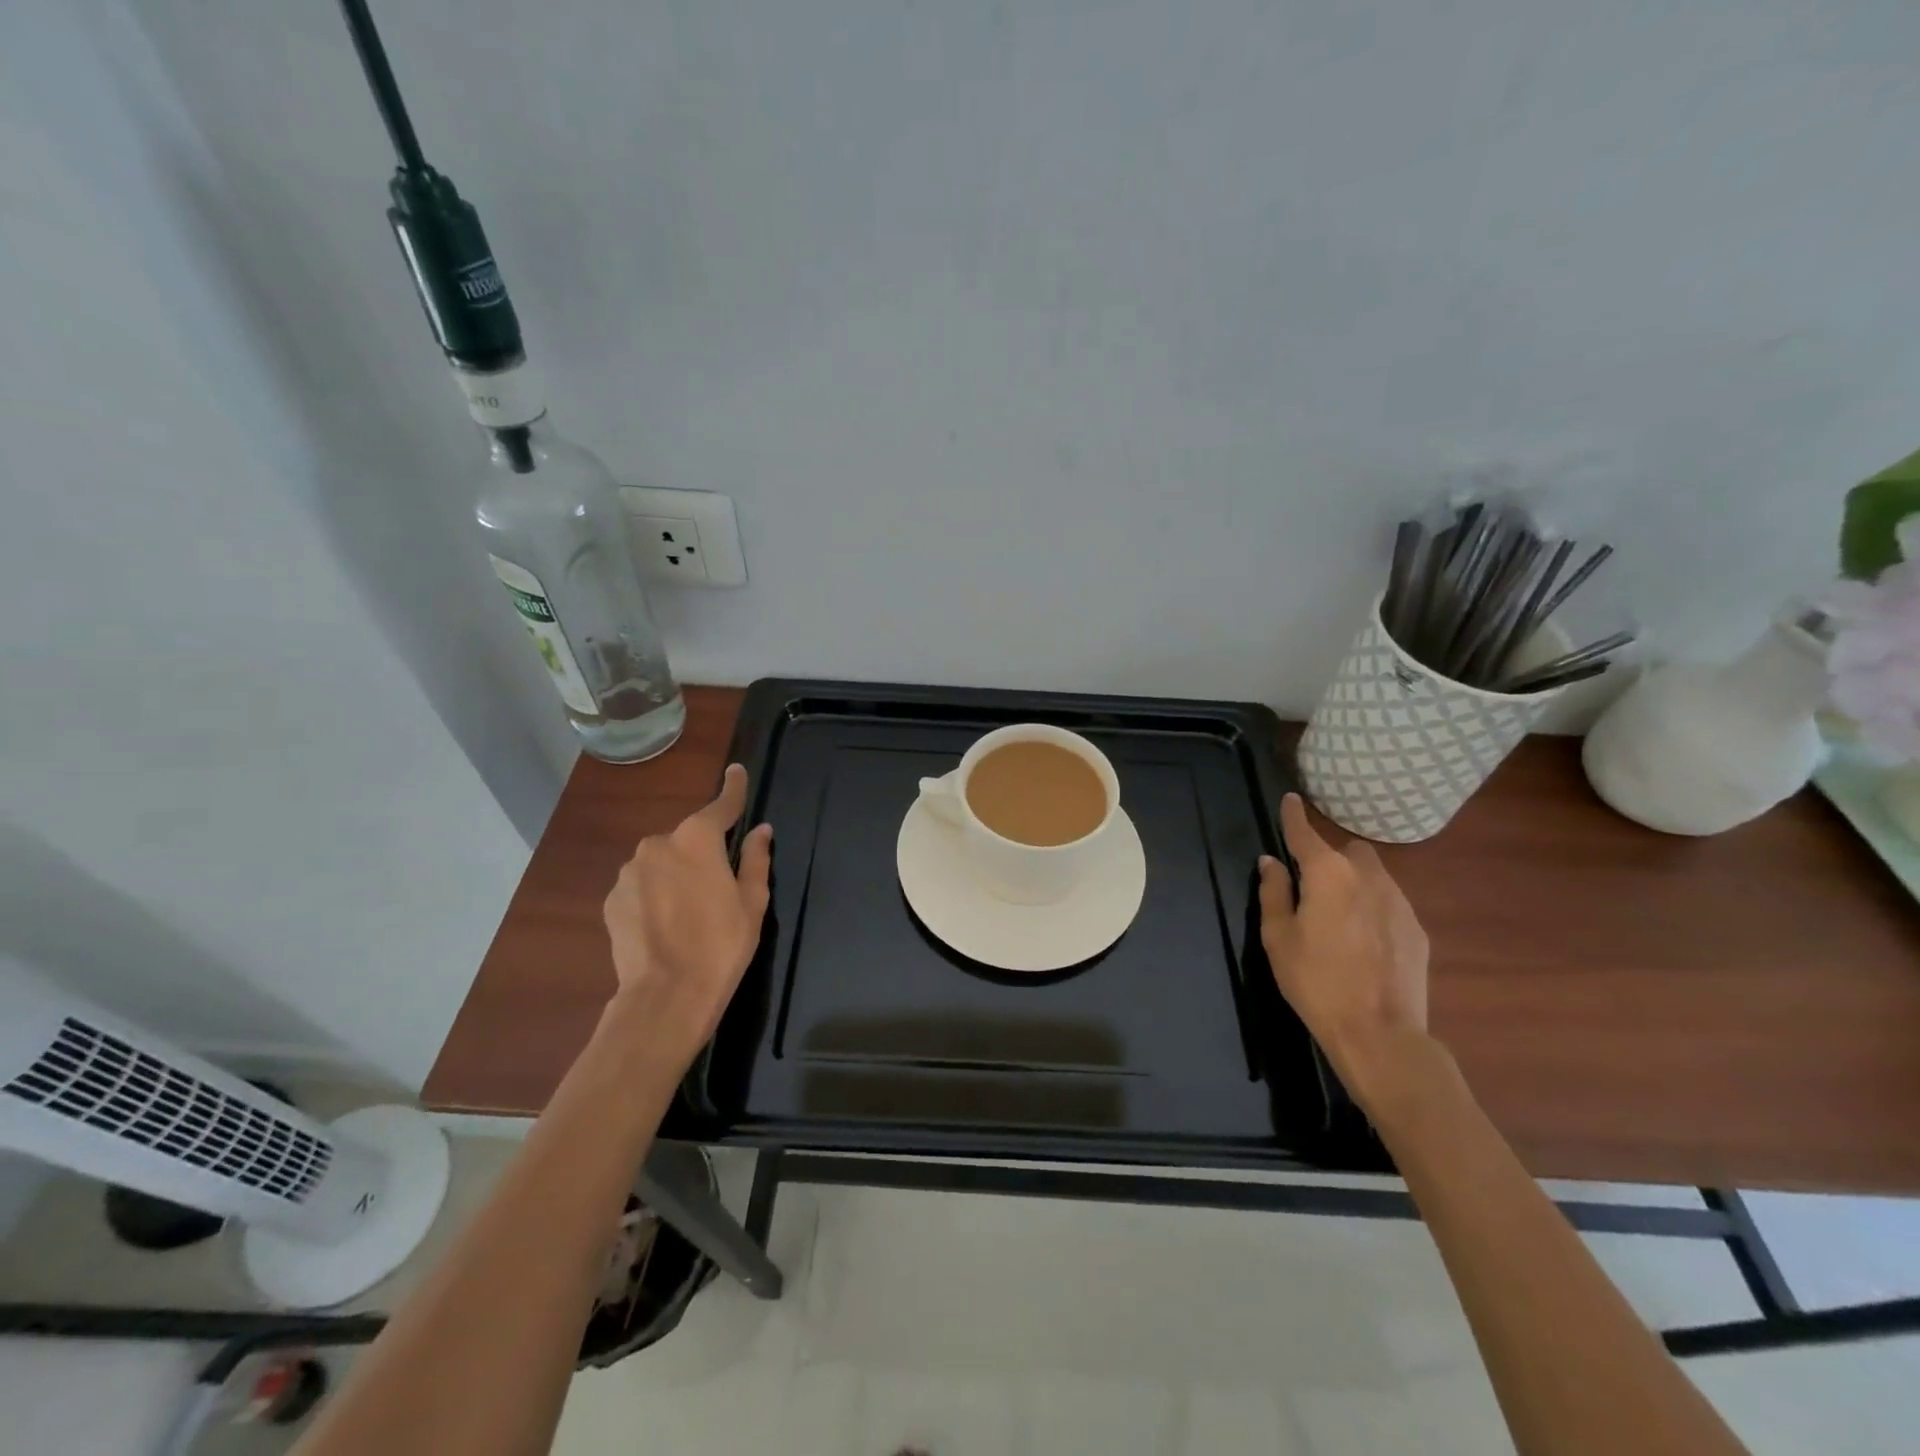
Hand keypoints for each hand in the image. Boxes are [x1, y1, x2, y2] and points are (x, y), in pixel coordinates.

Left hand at [601, 764, 772, 1061]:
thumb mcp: (752, 901)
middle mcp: (658, 844)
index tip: (736, 770)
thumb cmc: (721, 944)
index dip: (734, 788)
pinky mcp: (612, 899)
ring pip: (662, 862)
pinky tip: (665, 924)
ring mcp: (629, 871)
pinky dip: (654, 894)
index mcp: (697, 838)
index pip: (722, 804)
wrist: (665, 995)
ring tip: (689, 912)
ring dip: (676, 874)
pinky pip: (641, 885)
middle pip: (689, 838)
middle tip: (718, 886)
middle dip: (703, 852)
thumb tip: (761, 830)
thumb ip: (755, 859)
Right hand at [1258, 793, 1429, 1102]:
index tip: (1290, 800)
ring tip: (1339, 918)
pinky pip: (1389, 904)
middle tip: (1313, 888)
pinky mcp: (1416, 929)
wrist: (1379, 1033)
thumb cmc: (1315, 981)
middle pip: (1349, 850)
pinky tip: (1364, 942)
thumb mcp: (1278, 937)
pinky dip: (1373, 909)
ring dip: (1354, 883)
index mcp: (1327, 874)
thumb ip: (1273, 892)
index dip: (1294, 816)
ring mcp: (1398, 902)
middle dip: (1332, 858)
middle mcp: (1367, 876)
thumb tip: (1271, 862)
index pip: (1305, 833)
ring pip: (1374, 875)